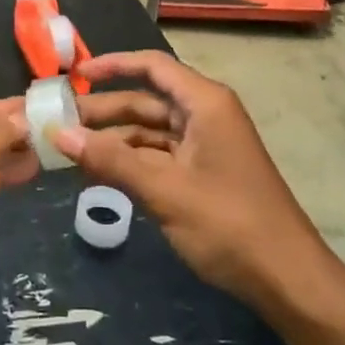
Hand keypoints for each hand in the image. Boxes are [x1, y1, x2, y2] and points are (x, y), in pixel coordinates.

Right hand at [54, 51, 325, 308]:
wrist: (287, 279)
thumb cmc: (229, 223)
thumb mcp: (164, 190)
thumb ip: (111, 160)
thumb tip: (59, 133)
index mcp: (204, 103)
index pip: (152, 67)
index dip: (113, 65)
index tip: (74, 75)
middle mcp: (205, 115)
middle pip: (146, 101)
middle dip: (104, 110)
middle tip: (57, 121)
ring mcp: (206, 146)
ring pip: (150, 131)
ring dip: (113, 140)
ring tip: (69, 151)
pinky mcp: (204, 174)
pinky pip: (159, 156)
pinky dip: (131, 162)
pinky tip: (99, 174)